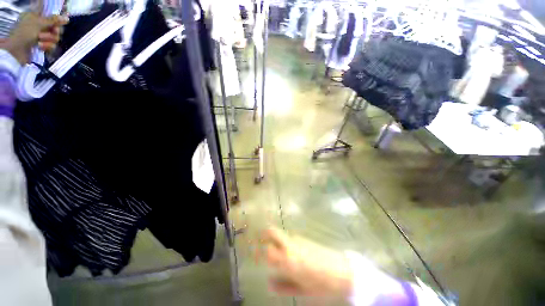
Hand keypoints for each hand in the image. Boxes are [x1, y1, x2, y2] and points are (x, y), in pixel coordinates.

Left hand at [3, 12, 67, 64]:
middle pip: (55, 29)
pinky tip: (40, 47)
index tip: (57, 25)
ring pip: (54, 39)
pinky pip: (51, 46)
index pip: (53, 19)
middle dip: (54, 33)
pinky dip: (47, 47)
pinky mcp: (42, 46)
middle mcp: (40, 26)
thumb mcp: (38, 23)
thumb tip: (66, 19)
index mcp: (38, 18)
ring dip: (49, 41)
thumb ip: (52, 20)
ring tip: (40, 42)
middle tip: (52, 33)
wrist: (16, 51)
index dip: (57, 23)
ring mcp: (41, 37)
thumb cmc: (25, 33)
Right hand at [260, 227, 353, 296]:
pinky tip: (291, 251)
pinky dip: (286, 241)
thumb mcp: (301, 290)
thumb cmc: (321, 285)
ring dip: (276, 238)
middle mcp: (290, 246)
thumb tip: (269, 282)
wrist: (341, 271)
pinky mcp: (305, 238)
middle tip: (260, 240)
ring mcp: (298, 239)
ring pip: (282, 234)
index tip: (254, 253)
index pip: (267, 252)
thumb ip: (283, 286)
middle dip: (265, 234)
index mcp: (287, 261)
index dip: (259, 252)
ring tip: (276, 249)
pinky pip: (291, 237)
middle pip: (272, 232)